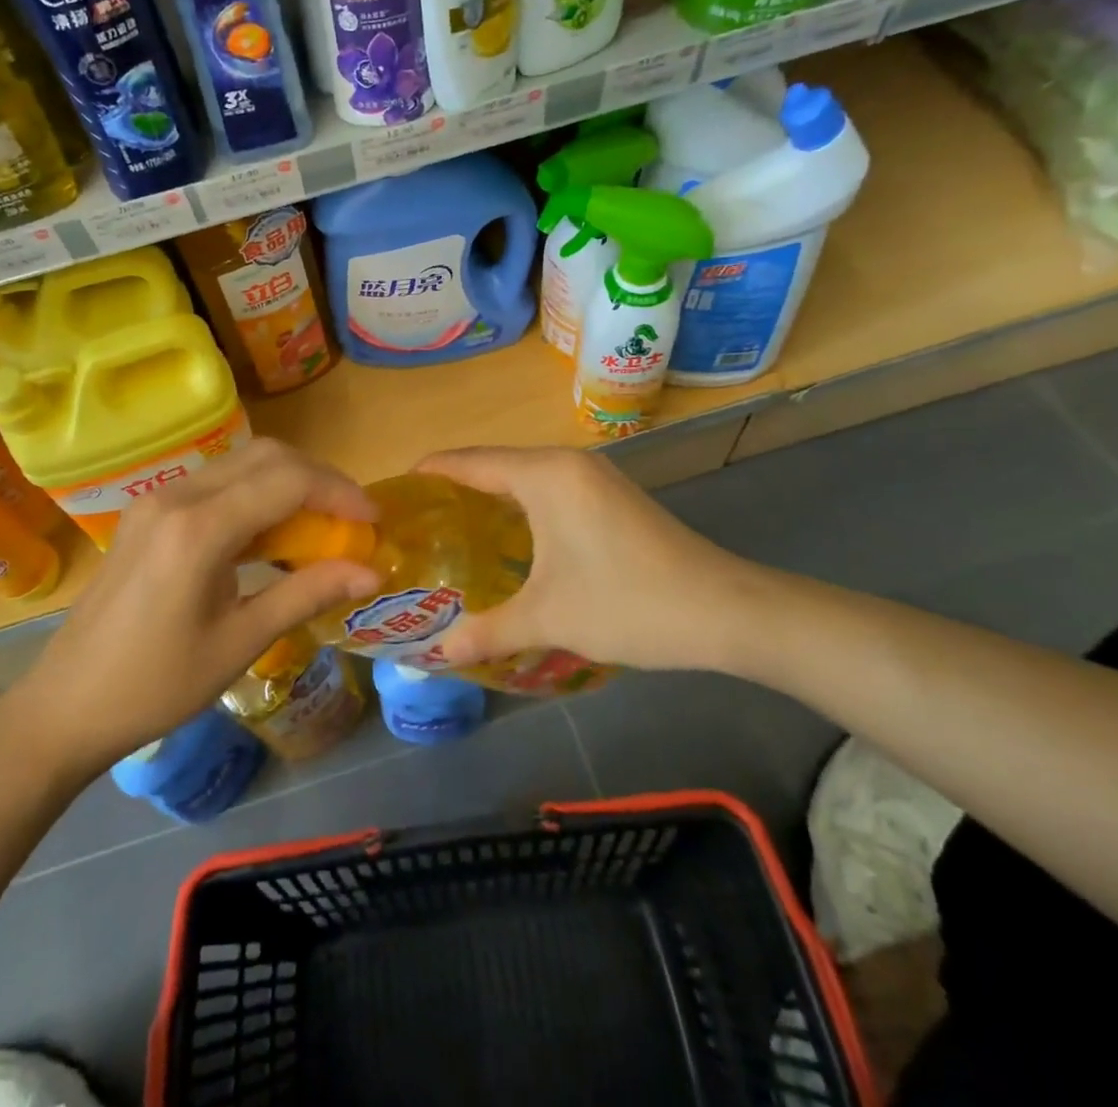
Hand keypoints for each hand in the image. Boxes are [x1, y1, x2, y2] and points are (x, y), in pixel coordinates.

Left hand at [8, 439, 380, 772]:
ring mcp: (158, 499)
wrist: (65, 705)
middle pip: (267, 455)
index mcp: (198, 529)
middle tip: (352, 517)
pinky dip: (258, 494)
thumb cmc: (156, 686)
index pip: (288, 480)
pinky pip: (218, 482)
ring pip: (242, 462)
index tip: (374, 520)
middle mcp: (177, 496)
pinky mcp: (150, 511)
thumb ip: (307, 594)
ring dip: (290, 482)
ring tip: (323, 524)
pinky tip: (273, 532)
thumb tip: (372, 571)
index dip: (340, 492)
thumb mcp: (240, 643)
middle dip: (320, 478)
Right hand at [414, 446, 770, 674]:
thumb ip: (486, 631)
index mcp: (544, 475)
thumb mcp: (548, 618)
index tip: (394, 491)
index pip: (469, 461)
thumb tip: (436, 655)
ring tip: (452, 532)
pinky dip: (521, 507)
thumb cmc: (626, 602)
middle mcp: (567, 464)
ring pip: (525, 477)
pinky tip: (508, 542)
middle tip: (417, 522)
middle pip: (495, 464)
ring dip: (490, 498)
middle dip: (455, 488)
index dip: (430, 472)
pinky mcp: (612, 497)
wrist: (724, 610)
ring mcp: (595, 478)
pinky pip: (550, 490)